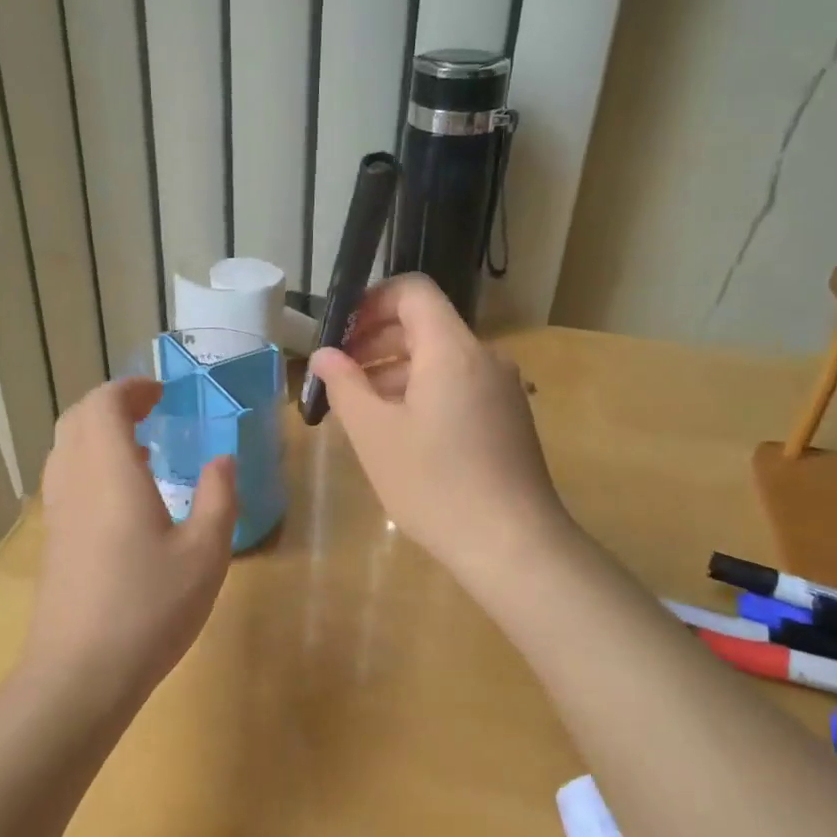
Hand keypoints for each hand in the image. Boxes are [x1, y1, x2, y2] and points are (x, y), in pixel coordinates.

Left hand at [24, 378, 238, 709]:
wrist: (79, 675)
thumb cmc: (149, 607)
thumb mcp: (205, 552)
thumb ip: (219, 497)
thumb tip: (223, 459)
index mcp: (108, 471)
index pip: (103, 404)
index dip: (130, 389)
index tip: (162, 393)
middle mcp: (73, 480)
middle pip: (77, 419)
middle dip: (113, 405)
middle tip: (152, 412)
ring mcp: (57, 512)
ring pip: (66, 449)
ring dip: (99, 434)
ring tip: (143, 451)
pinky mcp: (53, 541)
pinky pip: (65, 478)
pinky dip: (91, 464)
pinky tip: (125, 498)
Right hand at [310, 275, 571, 584]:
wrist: (513, 544)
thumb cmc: (434, 484)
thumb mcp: (374, 434)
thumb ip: (344, 385)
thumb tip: (324, 355)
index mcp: (451, 350)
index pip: (413, 291)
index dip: (371, 301)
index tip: (339, 334)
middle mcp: (484, 357)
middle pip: (425, 325)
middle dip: (377, 340)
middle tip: (339, 374)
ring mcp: (501, 388)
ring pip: (441, 358)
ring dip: (396, 369)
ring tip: (361, 406)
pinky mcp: (509, 417)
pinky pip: (459, 385)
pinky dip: (423, 391)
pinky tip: (400, 430)